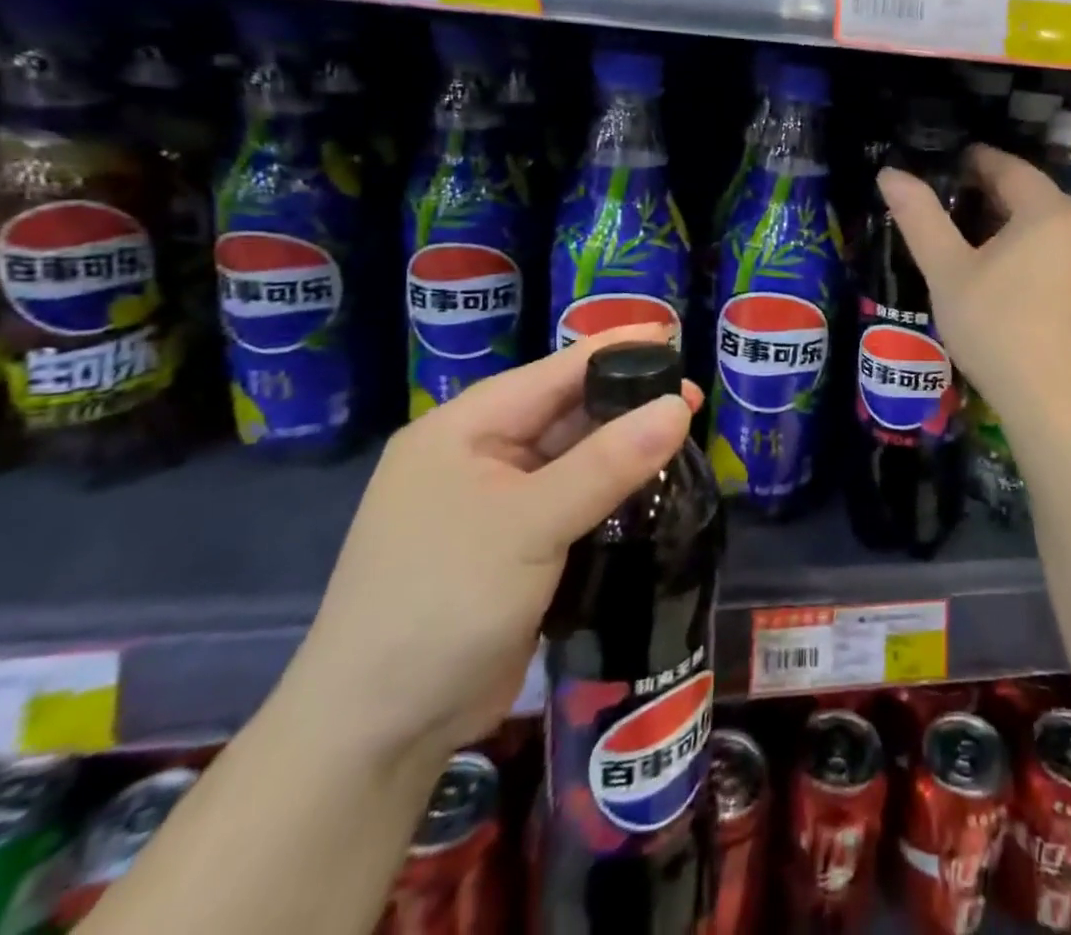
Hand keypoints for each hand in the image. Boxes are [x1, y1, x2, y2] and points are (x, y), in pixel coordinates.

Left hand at [280, 326, 702, 764]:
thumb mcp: (530, 524)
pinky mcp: (514, 546)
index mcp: (465, 429)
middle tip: (694, 399)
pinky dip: (610, 491)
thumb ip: (608, 462)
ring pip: (573, 457)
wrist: (377, 734)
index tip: (676, 336)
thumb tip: (680, 406)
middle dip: (627, 402)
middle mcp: (478, 455)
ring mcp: (495, 504)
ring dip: (623, 448)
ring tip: (684, 437)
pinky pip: (573, 500)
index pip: (554, 372)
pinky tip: (652, 488)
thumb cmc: (442, 603)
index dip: (616, 350)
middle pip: (566, 411)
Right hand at [879, 144, 1070, 426]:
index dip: (978, 161)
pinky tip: (1012, 283)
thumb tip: (890, 174)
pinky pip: (1065, 260)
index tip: (952, 162)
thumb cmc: (997, 328)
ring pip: (1051, 231)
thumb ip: (920, 218)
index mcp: (1049, 212)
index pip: (1011, 169)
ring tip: (977, 242)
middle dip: (995, 195)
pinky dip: (1036, 257)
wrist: (1058, 405)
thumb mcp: (948, 272)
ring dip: (1016, 228)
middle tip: (955, 203)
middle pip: (1034, 198)